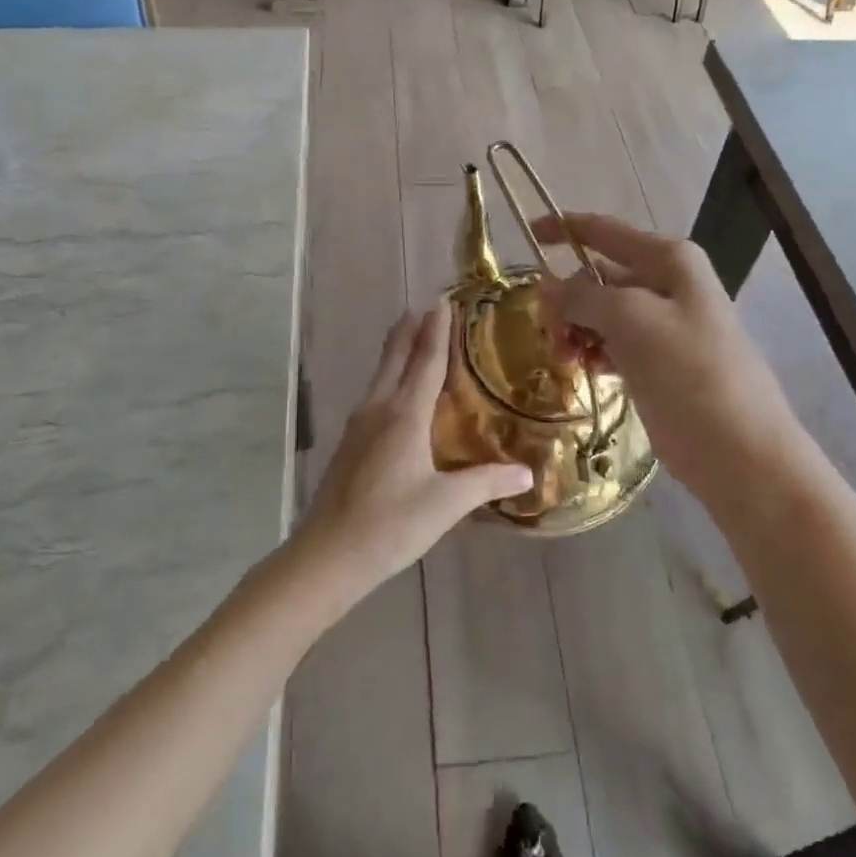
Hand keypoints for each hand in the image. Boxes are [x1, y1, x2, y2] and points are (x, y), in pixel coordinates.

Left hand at [297, 302, 532, 596]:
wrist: (328, 554)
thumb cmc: (390, 524)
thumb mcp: (446, 504)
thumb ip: (486, 482)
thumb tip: (527, 473)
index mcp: (404, 416)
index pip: (425, 362)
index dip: (437, 332)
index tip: (442, 303)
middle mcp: (379, 410)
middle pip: (395, 358)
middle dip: (410, 331)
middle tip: (424, 307)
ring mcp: (358, 426)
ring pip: (380, 376)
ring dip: (396, 352)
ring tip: (410, 337)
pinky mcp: (349, 444)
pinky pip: (374, 395)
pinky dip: (388, 378)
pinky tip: (394, 393)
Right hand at [534, 213, 802, 505]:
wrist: (741, 452)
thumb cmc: (690, 374)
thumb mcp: (632, 322)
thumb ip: (583, 297)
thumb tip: (546, 286)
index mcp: (669, 260)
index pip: (604, 231)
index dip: (563, 228)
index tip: (525, 236)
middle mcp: (668, 284)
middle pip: (600, 275)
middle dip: (567, 296)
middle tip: (548, 332)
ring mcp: (666, 325)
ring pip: (603, 313)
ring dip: (577, 328)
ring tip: (565, 357)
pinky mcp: (661, 362)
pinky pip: (615, 343)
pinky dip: (594, 350)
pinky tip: (585, 369)